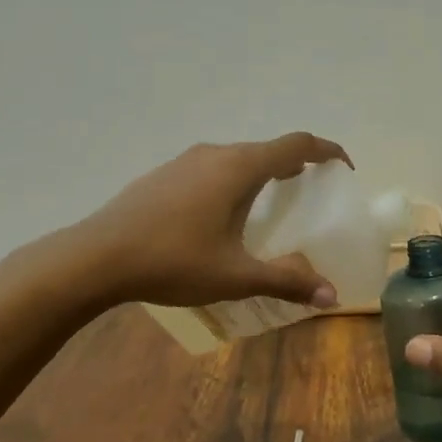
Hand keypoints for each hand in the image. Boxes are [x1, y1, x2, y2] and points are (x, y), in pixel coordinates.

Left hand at [75, 133, 353, 308]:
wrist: (97, 257)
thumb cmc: (173, 261)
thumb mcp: (235, 276)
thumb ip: (286, 281)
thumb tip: (331, 297)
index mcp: (239, 168)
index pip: (297, 144)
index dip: (327, 151)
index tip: (344, 169)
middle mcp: (215, 154)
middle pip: (267, 150)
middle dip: (295, 166)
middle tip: (310, 195)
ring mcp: (185, 161)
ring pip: (236, 159)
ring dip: (261, 174)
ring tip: (270, 207)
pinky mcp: (163, 175)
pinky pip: (212, 169)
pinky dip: (232, 182)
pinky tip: (221, 217)